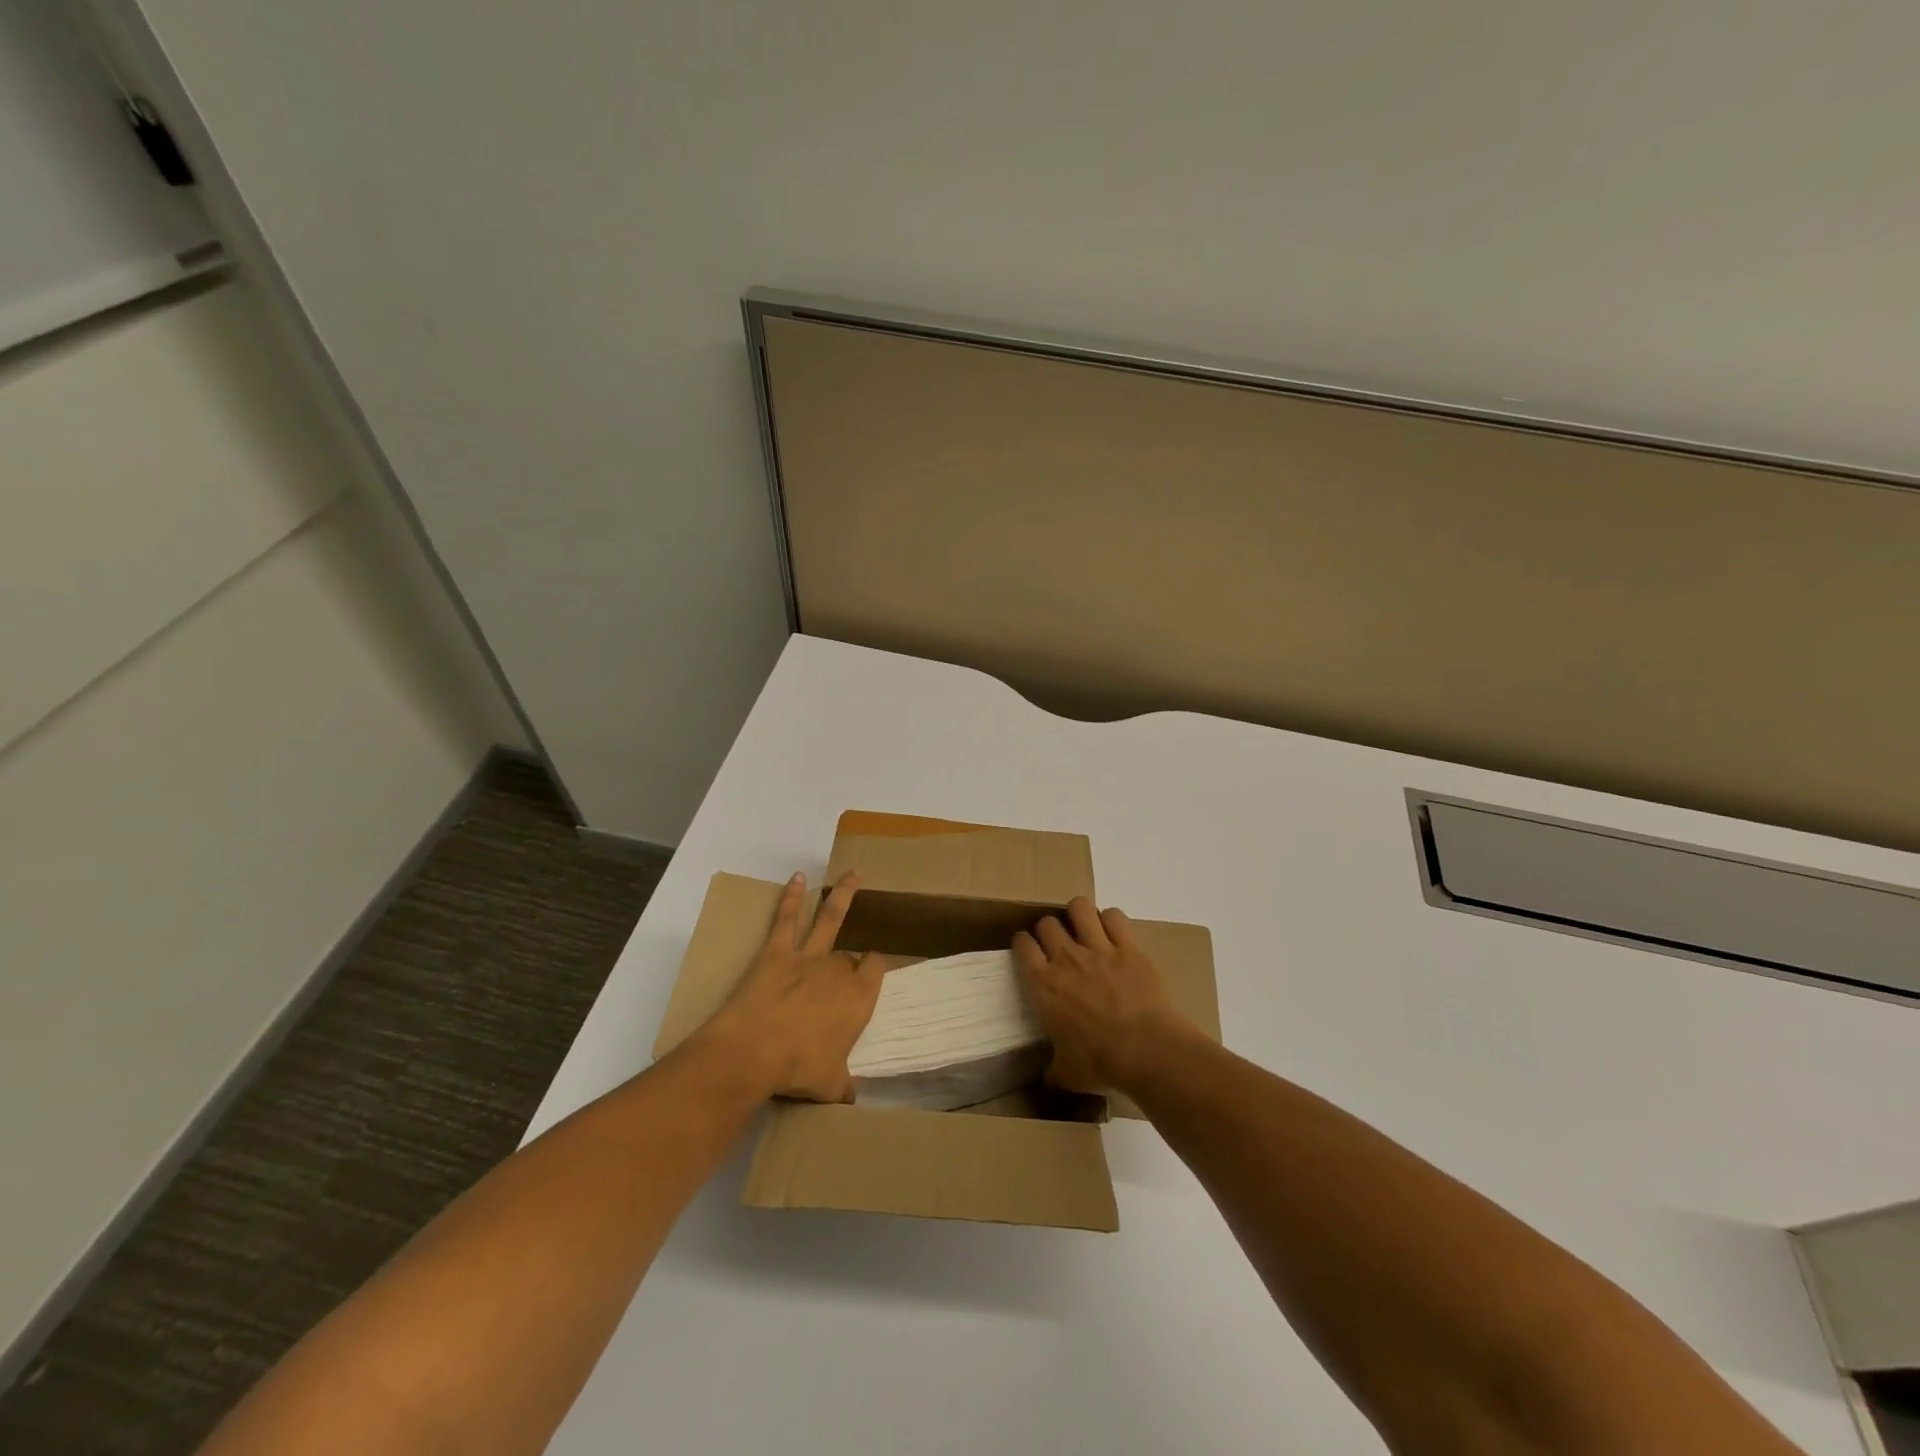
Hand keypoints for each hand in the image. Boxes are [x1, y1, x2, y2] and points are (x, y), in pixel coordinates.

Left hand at [693, 871, 884, 1102]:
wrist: (753, 1052)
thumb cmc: (797, 1070)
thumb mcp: (829, 1086)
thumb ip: (842, 1085)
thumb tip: (850, 1096)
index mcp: (859, 998)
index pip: (875, 969)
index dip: (874, 968)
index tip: (872, 970)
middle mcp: (838, 969)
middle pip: (849, 955)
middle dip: (848, 961)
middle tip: (844, 970)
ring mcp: (807, 956)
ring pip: (830, 917)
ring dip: (844, 893)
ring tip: (854, 873)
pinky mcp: (776, 951)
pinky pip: (787, 918)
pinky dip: (792, 896)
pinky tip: (797, 877)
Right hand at [1013, 897, 1193, 1094]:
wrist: (1146, 1050)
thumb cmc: (1100, 1063)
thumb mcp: (1067, 1074)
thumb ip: (1053, 1071)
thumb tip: (1047, 1082)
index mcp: (1044, 985)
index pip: (1023, 946)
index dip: (1024, 943)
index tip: (1029, 949)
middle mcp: (1066, 958)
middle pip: (1047, 923)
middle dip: (1050, 929)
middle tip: (1059, 943)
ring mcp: (1098, 948)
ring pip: (1079, 908)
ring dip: (1079, 914)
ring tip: (1084, 927)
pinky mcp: (1128, 947)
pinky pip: (1115, 916)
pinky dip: (1112, 920)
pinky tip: (1114, 932)